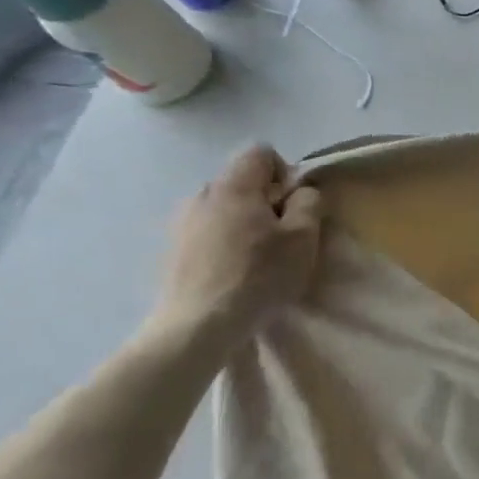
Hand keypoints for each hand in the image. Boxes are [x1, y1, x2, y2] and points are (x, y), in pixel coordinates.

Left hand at [151, 145, 322, 347]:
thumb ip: (308, 204)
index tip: (293, 205)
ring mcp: (180, 223)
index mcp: (233, 187)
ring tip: (255, 257)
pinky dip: (223, 242)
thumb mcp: (303, 238)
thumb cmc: (258, 276)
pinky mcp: (171, 250)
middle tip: (281, 236)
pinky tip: (232, 272)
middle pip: (241, 182)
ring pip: (223, 208)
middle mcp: (200, 195)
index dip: (284, 172)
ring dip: (243, 223)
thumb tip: (301, 191)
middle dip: (265, 201)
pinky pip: (206, 232)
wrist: (197, 325)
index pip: (260, 153)